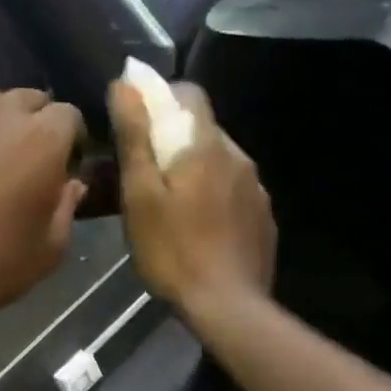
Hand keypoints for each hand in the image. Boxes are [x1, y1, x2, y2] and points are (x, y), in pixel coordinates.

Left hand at [0, 66, 86, 344]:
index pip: (69, 117)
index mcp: (44, 141)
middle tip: (24, 162)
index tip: (62, 167)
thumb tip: (72, 183)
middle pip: (31, 99)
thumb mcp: (47, 252)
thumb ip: (67, 209)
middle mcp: (4, 113)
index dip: (69, 141)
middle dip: (36, 125)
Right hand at [110, 79, 275, 320]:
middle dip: (174, 142)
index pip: (190, 93)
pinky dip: (215, 199)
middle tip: (146, 177)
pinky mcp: (263, 219)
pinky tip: (200, 231)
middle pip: (204, 131)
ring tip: (172, 210)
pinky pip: (235, 193)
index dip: (161, 98)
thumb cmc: (173, 252)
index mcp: (206, 147)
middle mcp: (239, 158)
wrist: (228, 307)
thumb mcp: (140, 196)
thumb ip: (135, 138)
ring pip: (221, 164)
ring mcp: (257, 190)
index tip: (138, 125)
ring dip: (196, 173)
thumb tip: (126, 84)